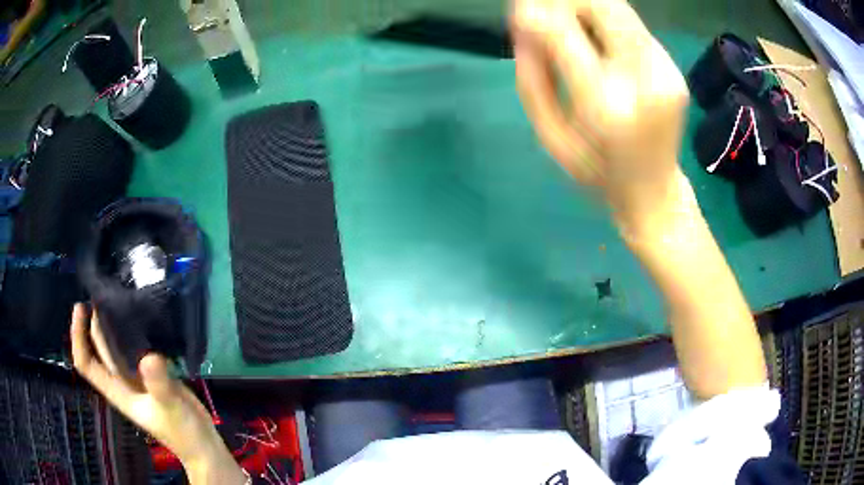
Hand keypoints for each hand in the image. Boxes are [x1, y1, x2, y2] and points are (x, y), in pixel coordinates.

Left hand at [70, 304, 244, 482]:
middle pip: (98, 348)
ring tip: (119, 295)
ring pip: (115, 345)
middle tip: (102, 290)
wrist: (202, 443)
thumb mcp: (169, 408)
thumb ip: (158, 384)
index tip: (81, 308)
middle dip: (93, 320)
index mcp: (117, 391)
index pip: (86, 363)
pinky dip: (131, 329)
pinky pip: (134, 346)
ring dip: (111, 322)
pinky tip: (141, 315)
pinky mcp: (151, 372)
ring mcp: (136, 376)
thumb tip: (148, 356)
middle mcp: (121, 380)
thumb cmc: (182, 432)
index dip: (78, 336)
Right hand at [511, 0, 690, 222]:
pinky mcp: (674, 69)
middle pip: (605, 7)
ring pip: (621, 10)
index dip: (537, 12)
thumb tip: (522, 26)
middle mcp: (642, 81)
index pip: (565, 34)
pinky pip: (634, 27)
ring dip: (588, 7)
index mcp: (605, 107)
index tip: (520, 7)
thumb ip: (532, 79)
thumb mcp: (550, 136)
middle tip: (547, 11)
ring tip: (571, 26)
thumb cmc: (596, 170)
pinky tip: (599, 43)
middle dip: (568, 0)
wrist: (654, 192)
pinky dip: (607, 23)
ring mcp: (665, 72)